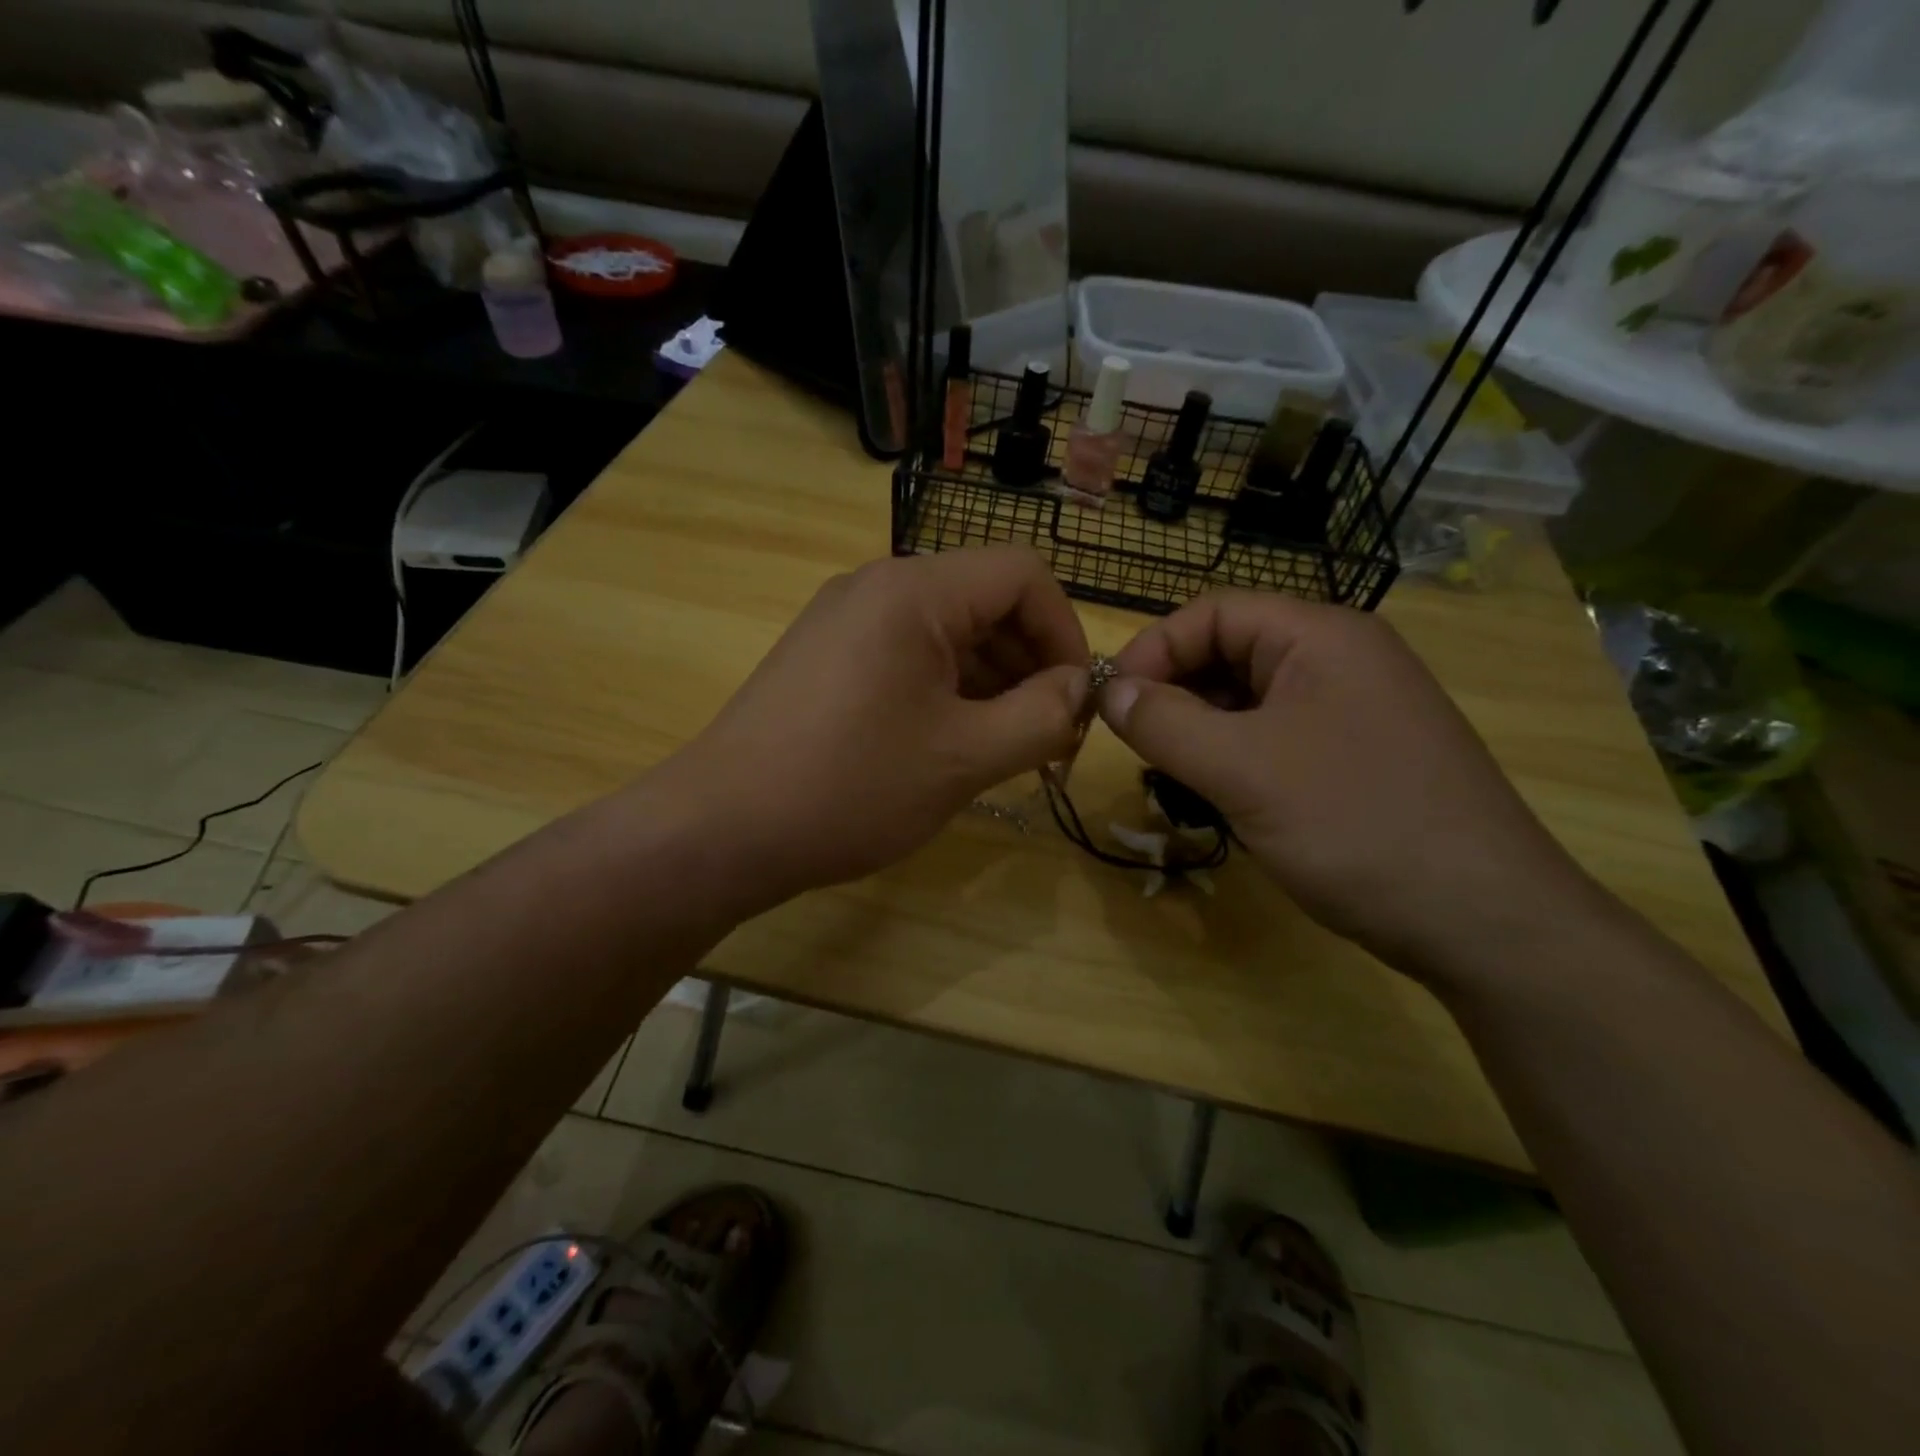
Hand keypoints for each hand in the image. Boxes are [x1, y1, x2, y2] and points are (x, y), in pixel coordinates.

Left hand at [668, 548, 1090, 903]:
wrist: (721, 829)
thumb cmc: (850, 788)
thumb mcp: (964, 758)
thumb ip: (1042, 716)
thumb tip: (1078, 688)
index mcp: (914, 592)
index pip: (1023, 575)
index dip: (1066, 633)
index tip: (1075, 702)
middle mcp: (878, 587)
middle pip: (986, 600)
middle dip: (1031, 663)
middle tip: (1049, 736)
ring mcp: (845, 619)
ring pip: (949, 632)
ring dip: (992, 681)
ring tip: (1008, 747)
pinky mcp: (827, 656)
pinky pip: (909, 655)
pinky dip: (948, 689)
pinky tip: (955, 742)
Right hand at [1098, 592, 1601, 980]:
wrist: (1487, 922)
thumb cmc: (1357, 825)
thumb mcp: (1242, 770)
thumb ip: (1163, 723)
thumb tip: (1106, 691)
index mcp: (1320, 636)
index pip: (1212, 613)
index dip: (1152, 649)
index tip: (1109, 704)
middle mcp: (1340, 659)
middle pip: (1230, 653)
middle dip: (1174, 692)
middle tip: (1136, 745)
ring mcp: (1353, 709)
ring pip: (1249, 700)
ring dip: (1200, 729)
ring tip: (1171, 774)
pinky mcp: (1357, 756)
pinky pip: (1276, 736)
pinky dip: (1234, 756)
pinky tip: (1219, 795)